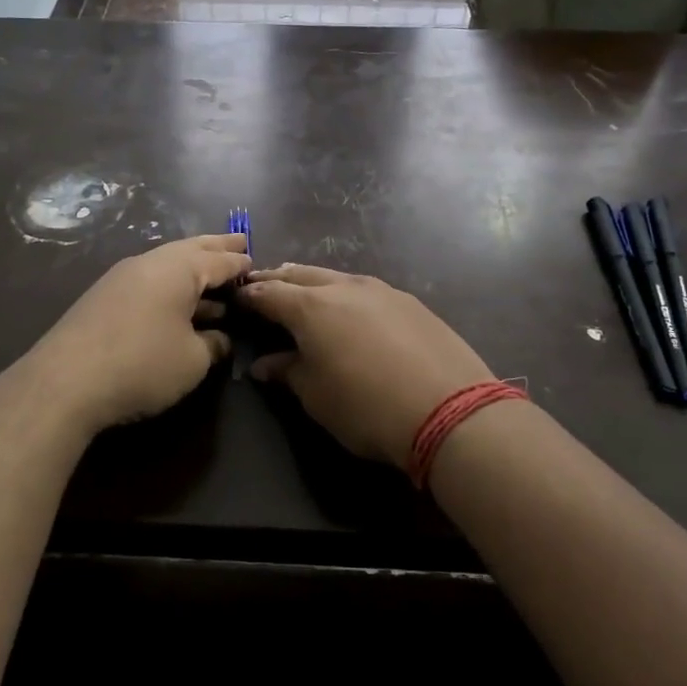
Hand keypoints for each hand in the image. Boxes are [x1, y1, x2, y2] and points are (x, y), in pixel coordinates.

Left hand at [26, 234, 251, 435]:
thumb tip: (219, 338)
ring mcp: (121, 278)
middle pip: (191, 250)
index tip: (256, 262)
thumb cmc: (142, 364)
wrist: (65, 382)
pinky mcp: (103, 299)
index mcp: (178, 269)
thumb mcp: (193, 360)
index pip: (219, 260)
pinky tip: (177, 305)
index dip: (240, 263)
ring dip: (193, 271)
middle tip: (239, 243)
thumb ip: (213, 345)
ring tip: (215, 280)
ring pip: (167, 266)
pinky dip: (171, 287)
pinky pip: (149, 282)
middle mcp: (149, 263)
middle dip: (216, 248)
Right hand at [238, 264, 496, 469]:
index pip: (269, 293)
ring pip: (336, 277)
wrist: (450, 410)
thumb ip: (288, 372)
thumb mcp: (317, 396)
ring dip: (313, 283)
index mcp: (312, 307)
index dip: (250, 296)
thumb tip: (264, 364)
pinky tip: (351, 310)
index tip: (237, 298)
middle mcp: (344, 287)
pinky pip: (366, 289)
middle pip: (301, 275)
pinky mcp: (410, 302)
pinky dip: (346, 293)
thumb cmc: (367, 408)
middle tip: (263, 286)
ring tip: (303, 293)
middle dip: (278, 280)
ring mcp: (382, 290)